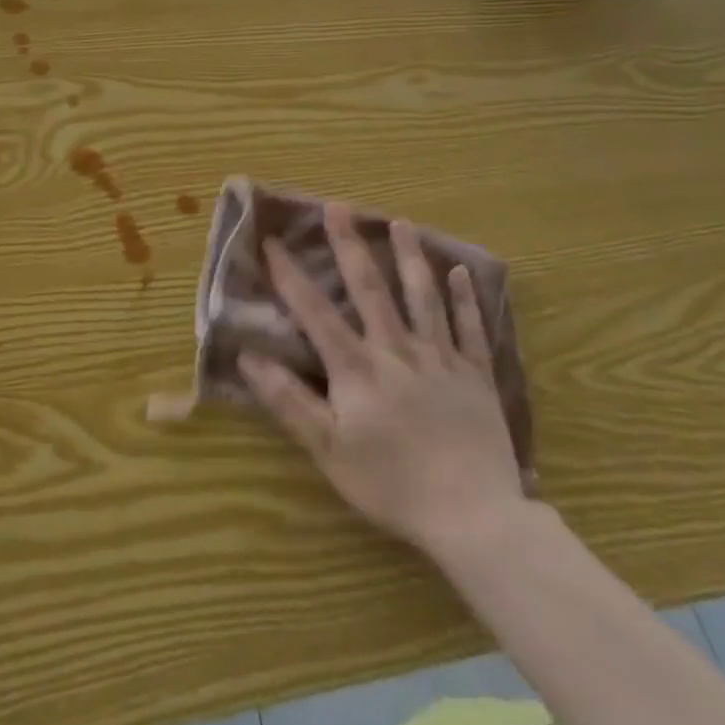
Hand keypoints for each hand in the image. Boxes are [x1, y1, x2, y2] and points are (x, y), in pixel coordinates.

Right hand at [239, 207, 525, 563]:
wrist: (475, 519)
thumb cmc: (391, 484)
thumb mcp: (327, 448)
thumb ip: (287, 399)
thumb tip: (247, 356)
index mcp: (357, 367)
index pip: (315, 312)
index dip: (290, 275)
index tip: (272, 241)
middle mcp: (397, 350)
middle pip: (370, 288)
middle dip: (349, 245)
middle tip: (338, 206)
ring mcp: (441, 359)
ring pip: (422, 297)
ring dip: (409, 256)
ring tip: (399, 221)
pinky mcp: (476, 377)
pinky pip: (470, 329)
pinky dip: (464, 298)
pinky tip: (460, 271)